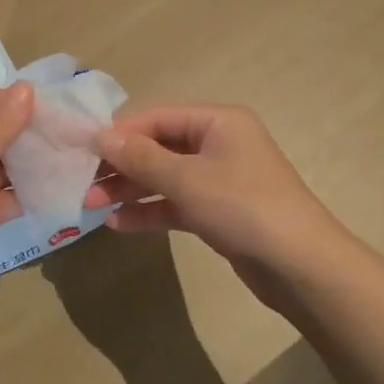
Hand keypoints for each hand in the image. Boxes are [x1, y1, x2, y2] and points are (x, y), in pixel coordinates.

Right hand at [89, 105, 348, 307]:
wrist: (301, 266)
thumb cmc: (243, 207)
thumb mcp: (187, 180)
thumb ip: (141, 158)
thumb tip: (100, 136)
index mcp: (218, 121)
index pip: (158, 117)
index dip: (120, 133)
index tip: (82, 149)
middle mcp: (220, 144)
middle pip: (160, 147)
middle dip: (122, 164)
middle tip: (83, 182)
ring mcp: (221, 179)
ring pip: (166, 177)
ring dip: (131, 189)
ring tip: (92, 205)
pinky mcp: (220, 212)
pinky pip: (178, 204)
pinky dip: (151, 211)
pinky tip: (119, 224)